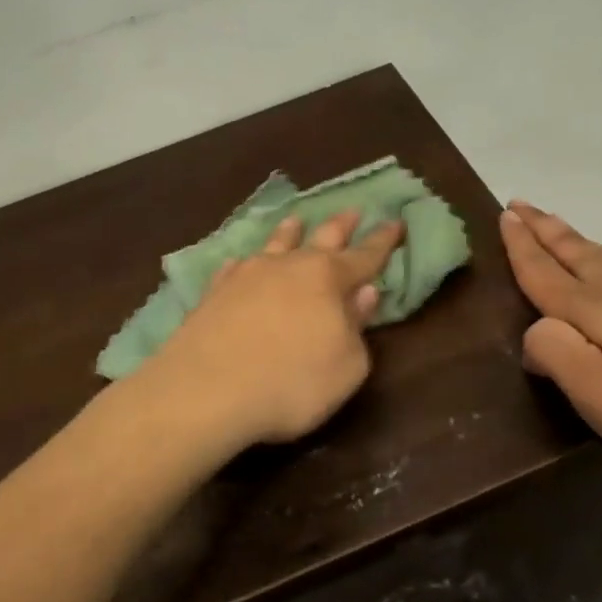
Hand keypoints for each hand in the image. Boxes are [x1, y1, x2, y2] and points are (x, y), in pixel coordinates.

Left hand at [143, 210, 405, 448]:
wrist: (206, 391)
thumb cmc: (291, 383)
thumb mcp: (346, 366)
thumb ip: (357, 328)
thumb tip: (363, 294)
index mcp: (328, 279)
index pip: (365, 256)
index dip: (383, 242)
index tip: (395, 222)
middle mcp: (289, 267)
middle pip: (321, 238)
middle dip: (341, 225)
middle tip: (353, 210)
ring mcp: (247, 275)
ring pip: (275, 244)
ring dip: (289, 232)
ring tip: (296, 219)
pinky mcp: (214, 292)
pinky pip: (235, 268)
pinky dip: (245, 262)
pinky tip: (241, 262)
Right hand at [499, 203, 601, 486]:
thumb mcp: (595, 389)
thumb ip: (554, 352)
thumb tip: (533, 332)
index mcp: (593, 309)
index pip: (545, 271)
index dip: (522, 245)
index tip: (504, 214)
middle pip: (574, 253)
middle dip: (545, 229)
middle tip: (521, 205)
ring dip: (574, 240)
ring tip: (558, 228)